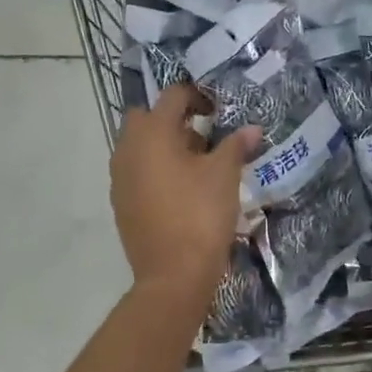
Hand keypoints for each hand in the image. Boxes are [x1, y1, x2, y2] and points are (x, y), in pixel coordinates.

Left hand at [112, 85, 260, 296]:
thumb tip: (251, 129)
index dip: (197, 96)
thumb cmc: (200, 215)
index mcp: (152, 133)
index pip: (172, 96)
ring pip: (139, 146)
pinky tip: (181, 191)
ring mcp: (119, 178)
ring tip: (196, 165)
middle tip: (204, 136)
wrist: (172, 275)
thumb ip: (236, 146)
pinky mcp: (121, 203)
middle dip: (174, 120)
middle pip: (147, 118)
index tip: (218, 111)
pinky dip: (155, 170)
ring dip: (164, 146)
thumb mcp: (224, 176)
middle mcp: (127, 149)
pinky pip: (137, 172)